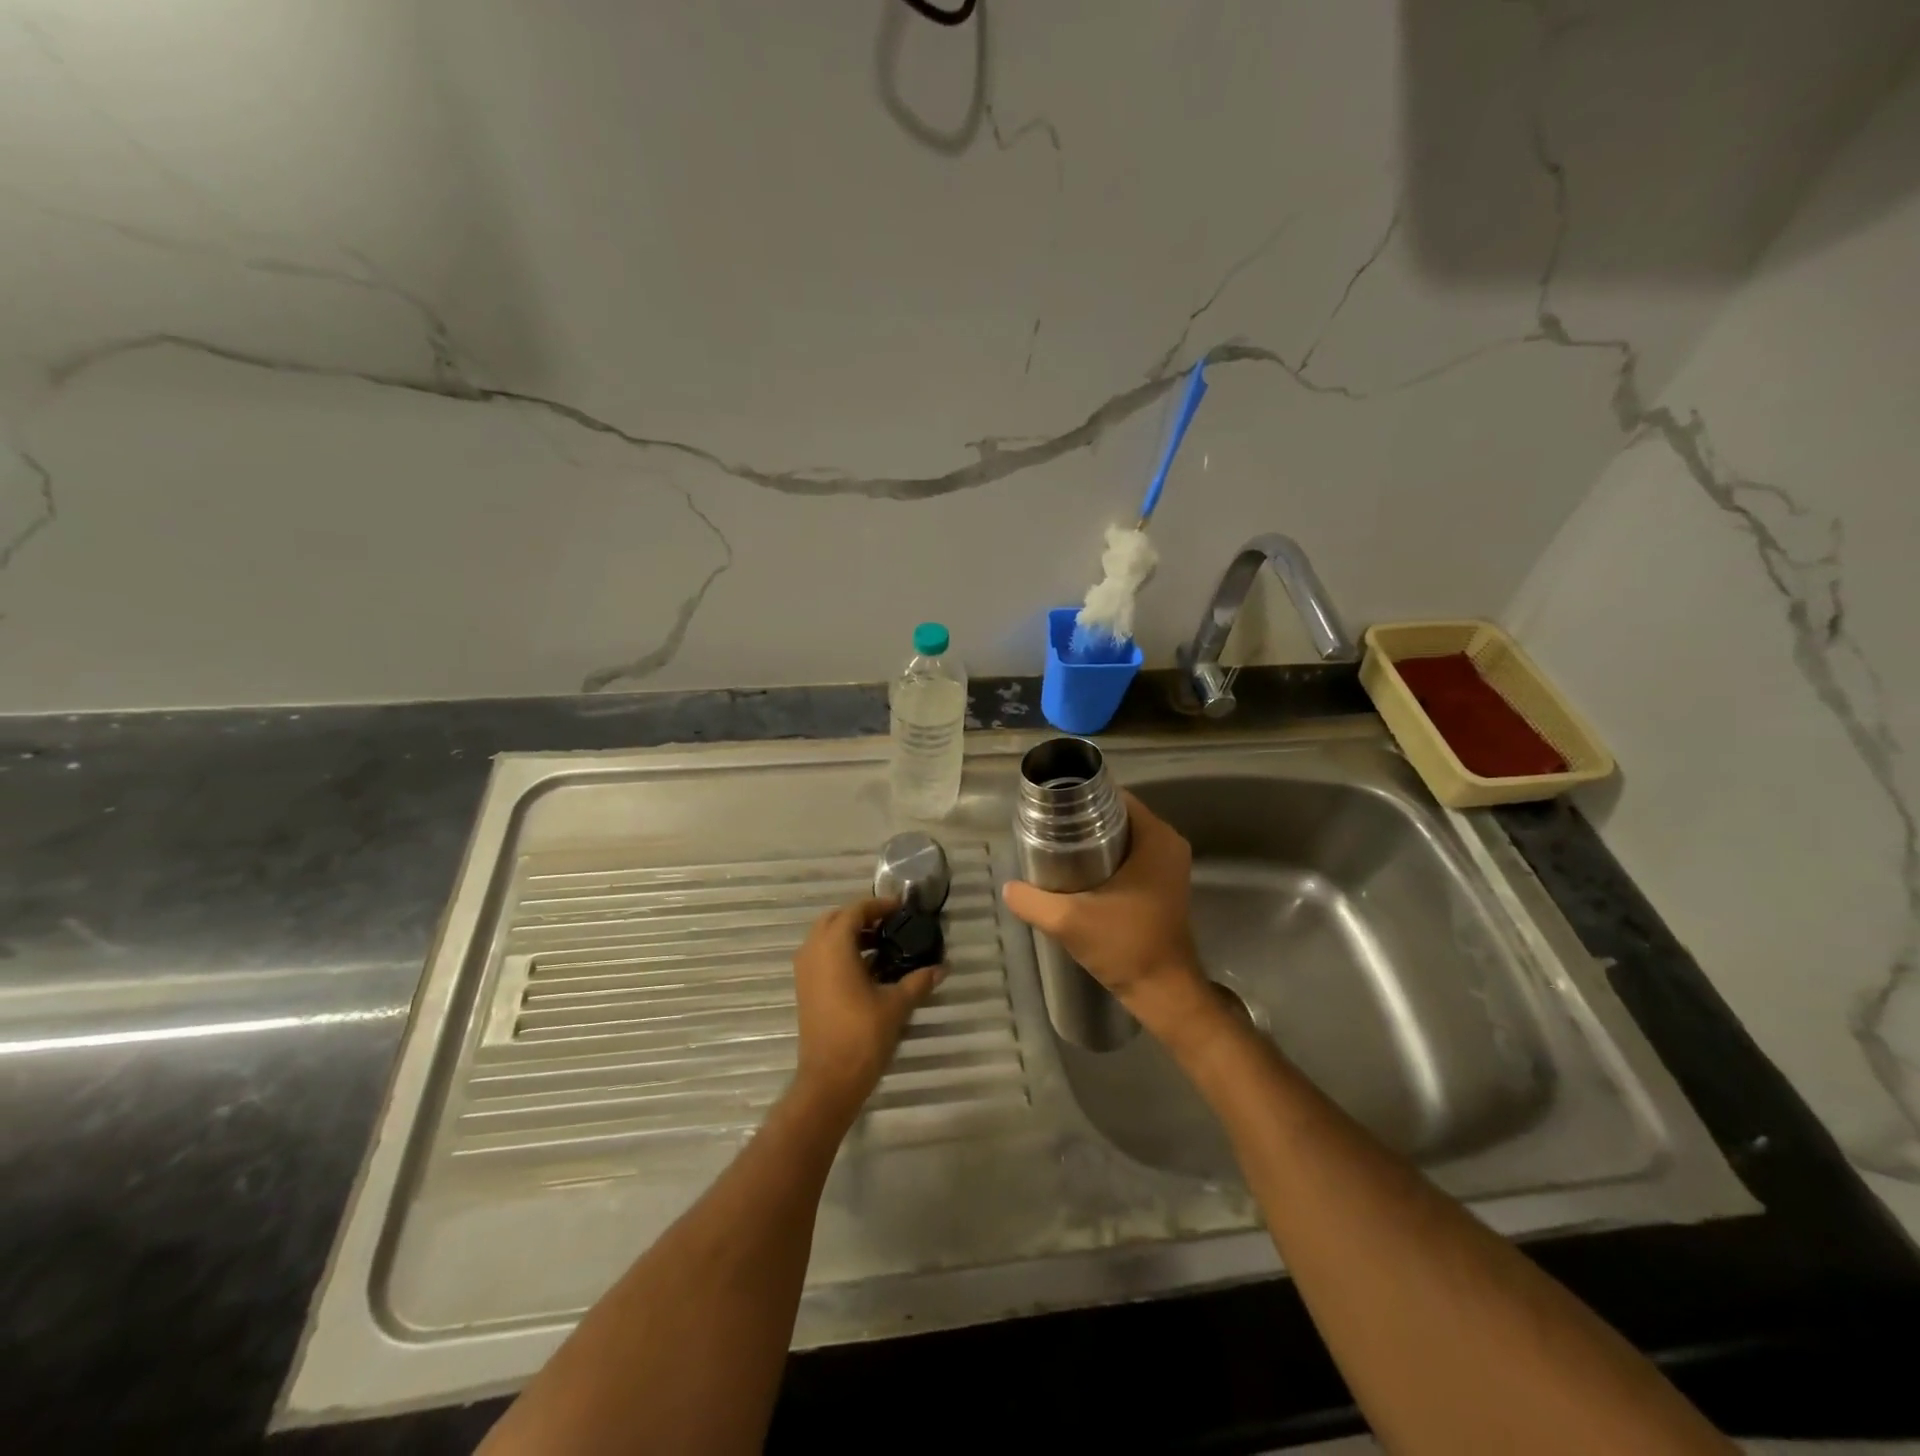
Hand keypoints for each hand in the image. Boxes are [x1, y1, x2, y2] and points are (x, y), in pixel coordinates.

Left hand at [790, 897, 942, 1121]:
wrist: (829, 1080)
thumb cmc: (862, 1035)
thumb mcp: (896, 1005)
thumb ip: (918, 981)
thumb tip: (942, 968)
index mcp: (834, 946)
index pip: (855, 910)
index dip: (878, 905)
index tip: (901, 909)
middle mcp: (814, 951)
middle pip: (836, 919)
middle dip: (862, 917)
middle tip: (890, 924)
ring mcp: (805, 971)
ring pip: (825, 937)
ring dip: (850, 935)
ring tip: (882, 945)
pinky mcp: (805, 989)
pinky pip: (821, 956)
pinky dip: (841, 952)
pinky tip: (867, 968)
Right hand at [1002, 790, 1211, 1039]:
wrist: (1163, 992)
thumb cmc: (1125, 946)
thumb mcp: (1068, 921)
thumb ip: (1033, 900)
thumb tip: (1009, 887)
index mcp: (1156, 838)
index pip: (1115, 798)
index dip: (1081, 799)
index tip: (1051, 808)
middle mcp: (1168, 844)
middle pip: (1118, 816)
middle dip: (1083, 821)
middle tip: (1047, 830)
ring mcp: (1169, 866)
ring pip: (1124, 838)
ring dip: (1094, 841)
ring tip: (1056, 849)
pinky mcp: (1164, 885)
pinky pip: (1132, 857)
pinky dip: (1107, 859)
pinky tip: (1078, 872)